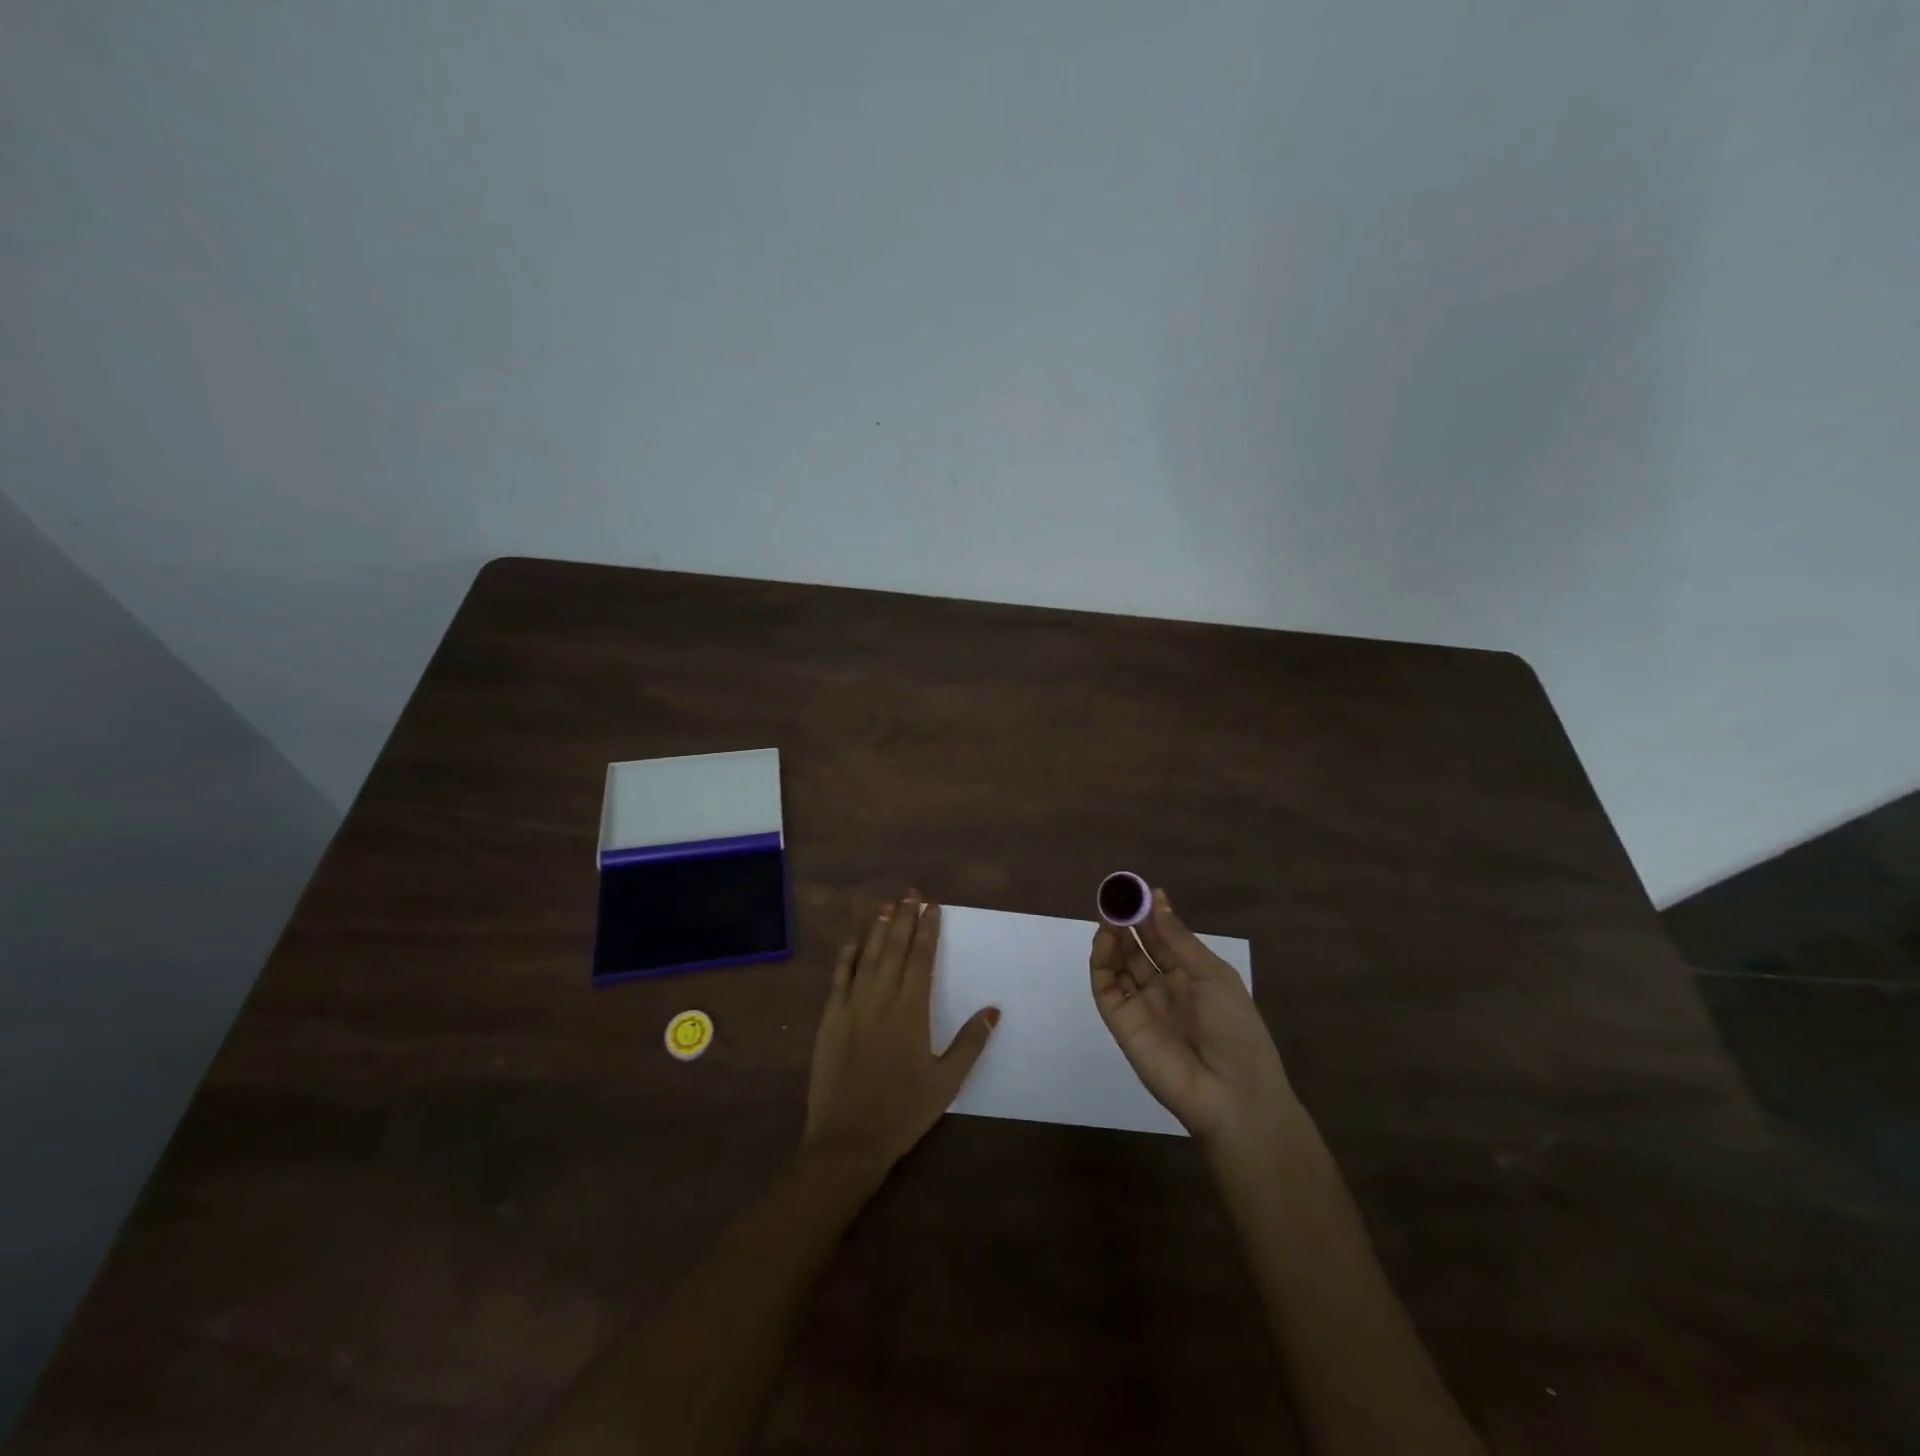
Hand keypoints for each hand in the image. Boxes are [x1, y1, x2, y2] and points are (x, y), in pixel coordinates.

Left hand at [801, 894, 998, 1172]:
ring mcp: (852, 1006)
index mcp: (911, 1011)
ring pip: (868, 956)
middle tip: (912, 894)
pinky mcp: (830, 1019)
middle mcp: (881, 999)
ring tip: (888, 906)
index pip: (921, 958)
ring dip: (879, 929)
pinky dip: (847, 956)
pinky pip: (839, 978)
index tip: (934, 907)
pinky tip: (854, 941)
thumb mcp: (946, 1082)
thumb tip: (993, 1010)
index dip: (928, 930)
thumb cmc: (903, 1111)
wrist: (848, 1139)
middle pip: (895, 948)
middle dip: (904, 918)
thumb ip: (970, 1043)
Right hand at [1089, 887, 1294, 1143]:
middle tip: (1116, 897)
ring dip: (1112, 938)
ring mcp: (1141, 1006)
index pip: (1163, 940)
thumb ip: (1177, 939)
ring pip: (1118, 966)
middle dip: (1127, 923)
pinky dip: (1101, 962)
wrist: (1233, 1094)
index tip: (1137, 890)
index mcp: (1191, 978)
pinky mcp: (1121, 1024)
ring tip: (1109, 914)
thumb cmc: (1235, 1028)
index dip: (1150, 915)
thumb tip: (1157, 899)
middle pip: (1138, 950)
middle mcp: (1164, 989)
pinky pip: (1105, 989)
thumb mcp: (1212, 975)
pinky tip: (1106, 940)